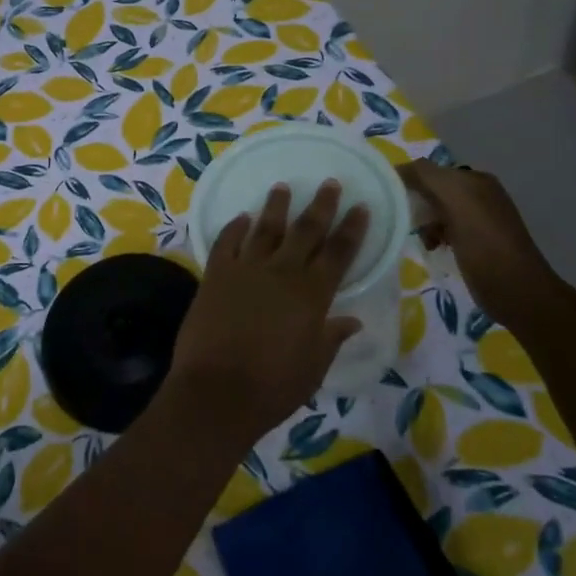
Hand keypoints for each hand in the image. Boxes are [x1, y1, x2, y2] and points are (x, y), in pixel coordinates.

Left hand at [164, 181, 368, 445]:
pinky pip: (226, 241)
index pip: (339, 253)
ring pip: (265, 228)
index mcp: (312, 295)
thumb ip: (331, 338)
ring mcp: (245, 269)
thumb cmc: (273, 387)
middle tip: (330, 183)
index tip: (360, 207)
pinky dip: (234, 227)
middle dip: (321, 206)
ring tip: (283, 186)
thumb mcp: (313, 367)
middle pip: (306, 230)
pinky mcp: (215, 274)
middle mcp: (282, 273)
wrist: (217, 391)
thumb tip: (351, 321)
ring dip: (276, 206)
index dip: (352, 228)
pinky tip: (241, 217)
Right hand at [399, 162, 559, 320]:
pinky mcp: (475, 243)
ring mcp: (479, 220)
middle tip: (403, 221)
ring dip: (424, 222)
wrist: (516, 291)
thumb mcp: (456, 200)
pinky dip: (434, 236)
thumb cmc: (485, 244)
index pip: (431, 170)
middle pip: (433, 191)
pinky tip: (432, 247)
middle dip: (416, 204)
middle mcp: (479, 195)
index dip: (409, 180)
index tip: (388, 199)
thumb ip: (427, 176)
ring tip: (420, 238)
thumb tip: (398, 168)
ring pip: (437, 212)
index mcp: (476, 180)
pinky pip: (445, 230)